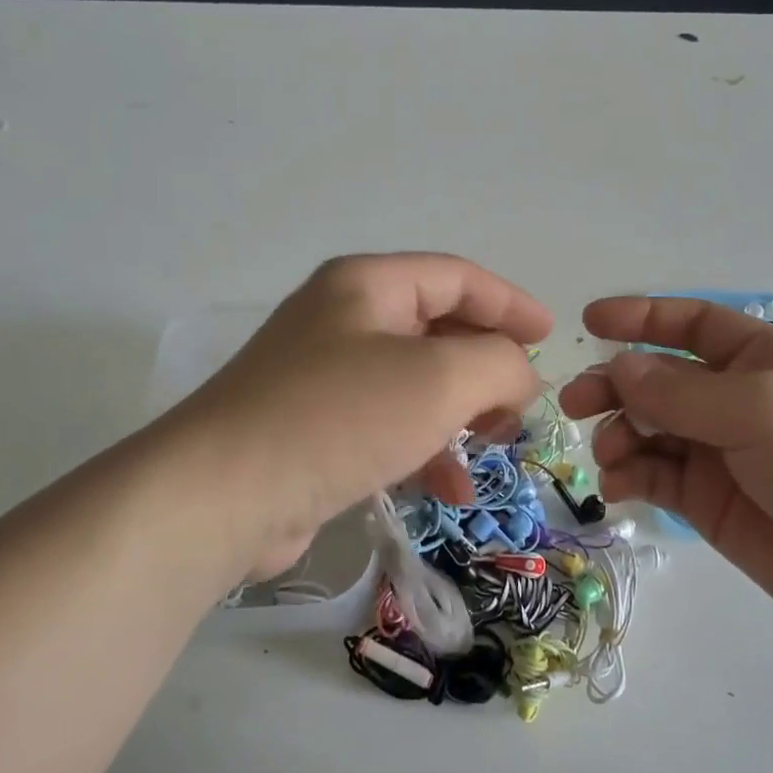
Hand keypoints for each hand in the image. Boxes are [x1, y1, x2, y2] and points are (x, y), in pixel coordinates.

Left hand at [168, 254, 551, 578]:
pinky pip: (387, 426)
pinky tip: (449, 490)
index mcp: (368, 286)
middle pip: (437, 330)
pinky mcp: (314, 429)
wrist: (222, 495)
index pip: (456, 277)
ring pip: (416, 384)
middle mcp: (343, 320)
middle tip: (521, 405)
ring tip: (494, 448)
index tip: (550, 337)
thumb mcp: (440, 379)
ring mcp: (324, 376)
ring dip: (461, 414)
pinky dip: (423, 449)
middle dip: (487, 367)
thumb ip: (500, 364)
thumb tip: (518, 375)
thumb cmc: (340, 416)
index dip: (510, 303)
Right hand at [559, 297, 772, 645]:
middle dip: (613, 385)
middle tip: (574, 403)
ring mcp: (718, 452)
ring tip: (611, 455)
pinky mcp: (706, 501)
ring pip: (646, 428)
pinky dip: (628, 476)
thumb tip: (618, 368)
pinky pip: (652, 476)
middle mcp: (733, 399)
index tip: (590, 322)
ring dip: (618, 434)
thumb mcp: (764, 410)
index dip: (641, 318)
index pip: (690, 324)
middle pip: (656, 378)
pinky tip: (619, 486)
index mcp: (759, 358)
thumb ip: (684, 391)